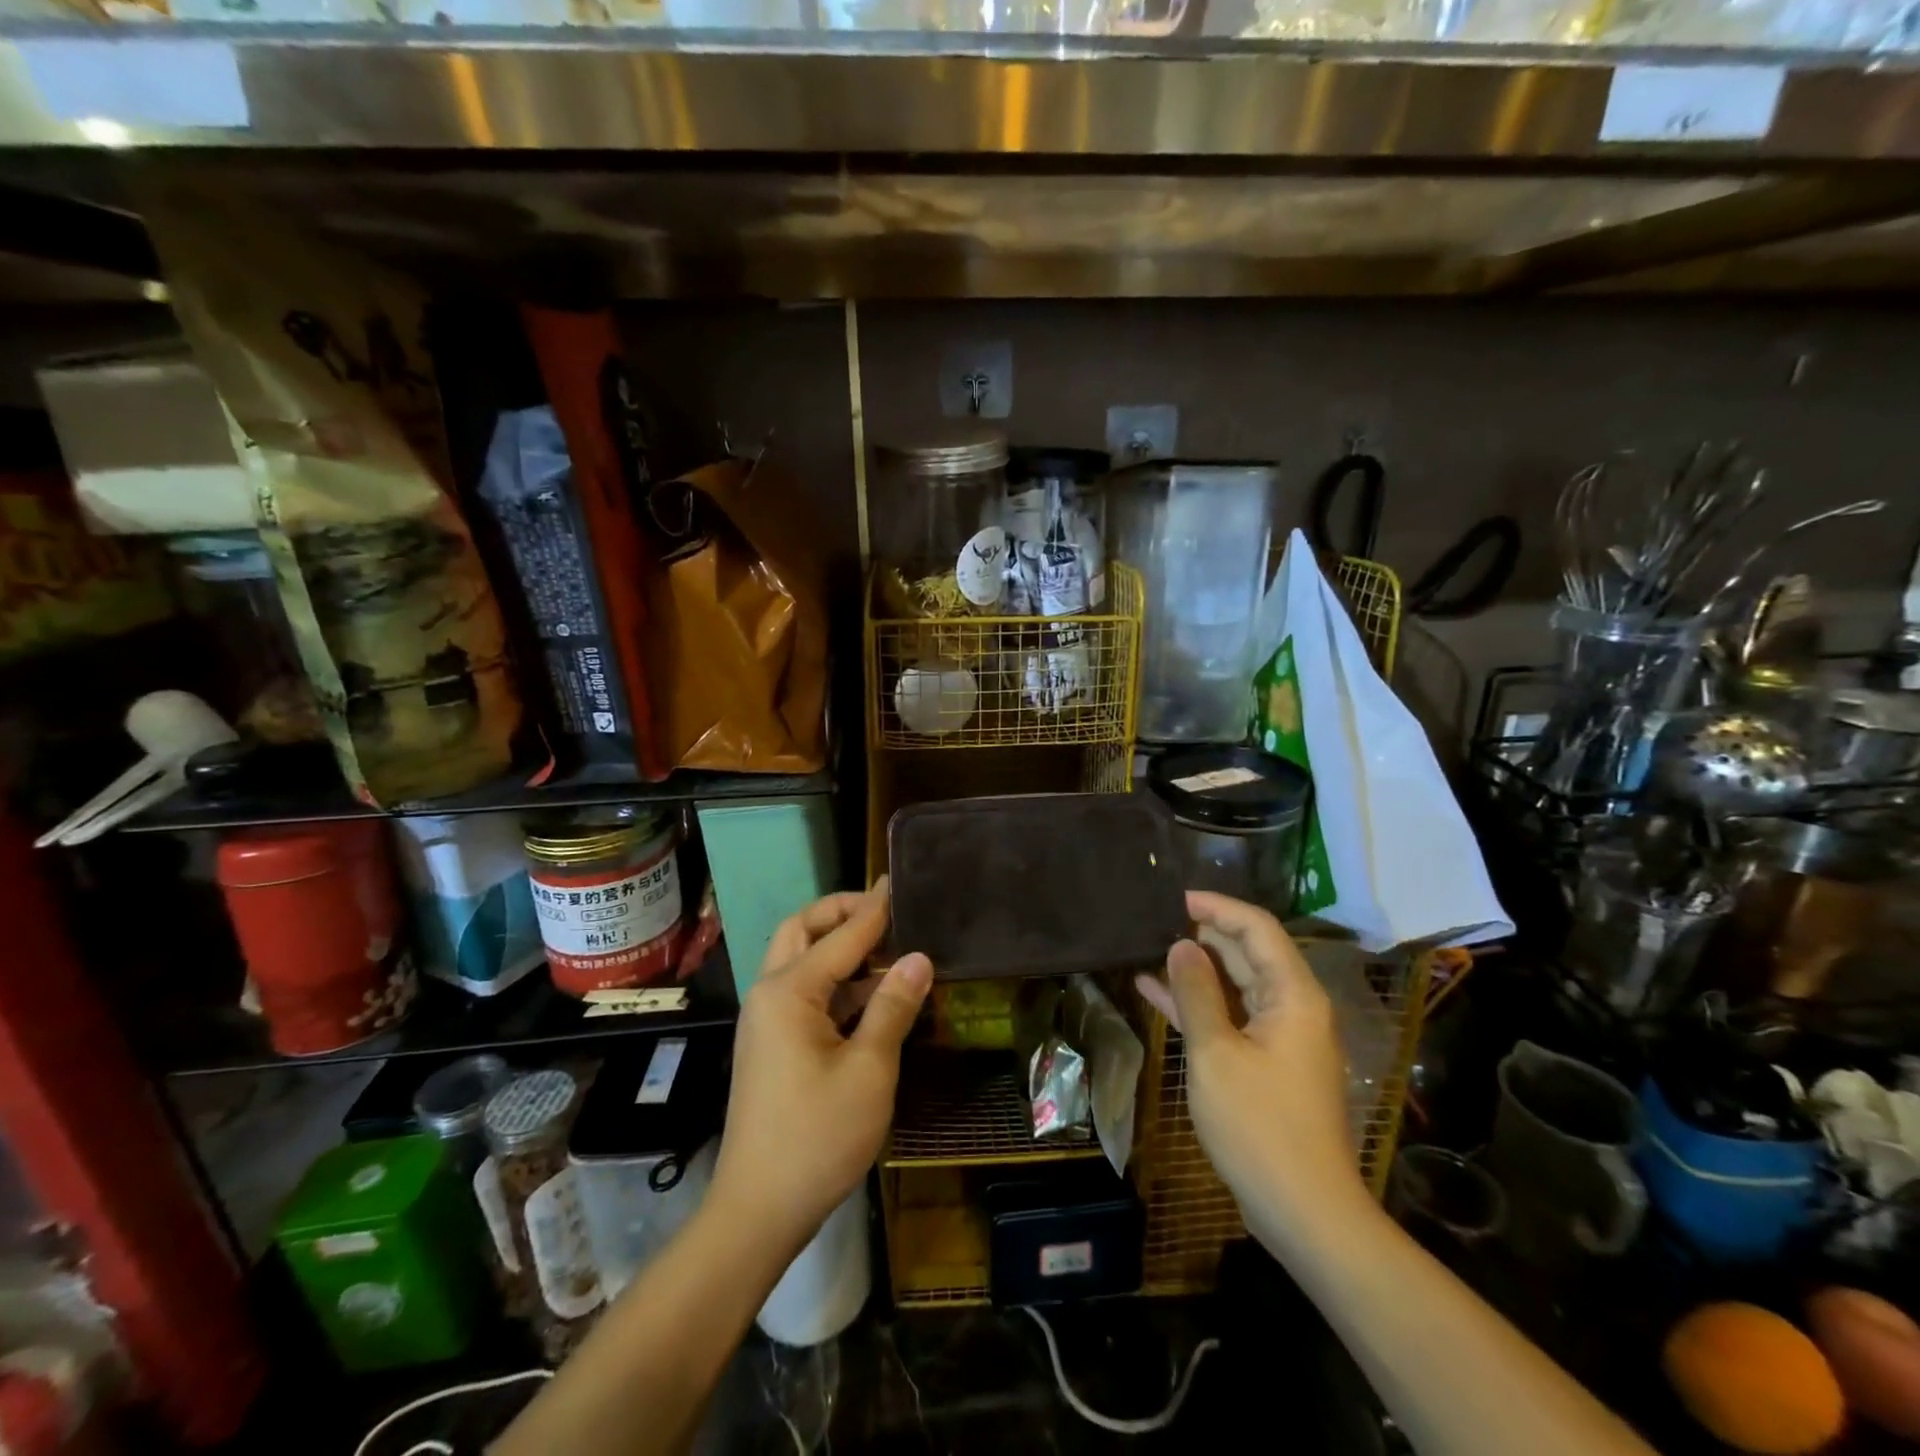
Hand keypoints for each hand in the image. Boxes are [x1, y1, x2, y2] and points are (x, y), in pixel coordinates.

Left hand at [711, 879, 932, 1258]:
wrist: (757, 1211)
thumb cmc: (817, 1138)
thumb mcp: (869, 1071)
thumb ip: (893, 1008)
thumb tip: (918, 958)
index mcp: (789, 991)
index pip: (842, 934)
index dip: (875, 908)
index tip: (900, 882)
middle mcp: (770, 994)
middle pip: (802, 931)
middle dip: (841, 912)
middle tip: (886, 910)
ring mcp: (767, 1020)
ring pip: (801, 961)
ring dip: (839, 947)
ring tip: (889, 946)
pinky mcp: (773, 1045)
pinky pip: (804, 993)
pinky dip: (836, 981)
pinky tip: (872, 994)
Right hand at [1135, 891, 1365, 1241]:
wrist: (1304, 1211)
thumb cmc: (1260, 1126)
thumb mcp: (1216, 1053)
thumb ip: (1197, 993)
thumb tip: (1181, 946)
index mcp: (1293, 996)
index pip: (1257, 929)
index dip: (1218, 907)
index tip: (1175, 898)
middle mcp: (1293, 1008)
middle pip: (1248, 954)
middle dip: (1204, 934)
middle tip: (1155, 920)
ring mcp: (1281, 1038)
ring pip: (1236, 985)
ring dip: (1196, 968)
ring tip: (1150, 948)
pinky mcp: (1266, 1064)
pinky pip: (1231, 1018)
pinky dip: (1198, 1005)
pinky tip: (1155, 991)